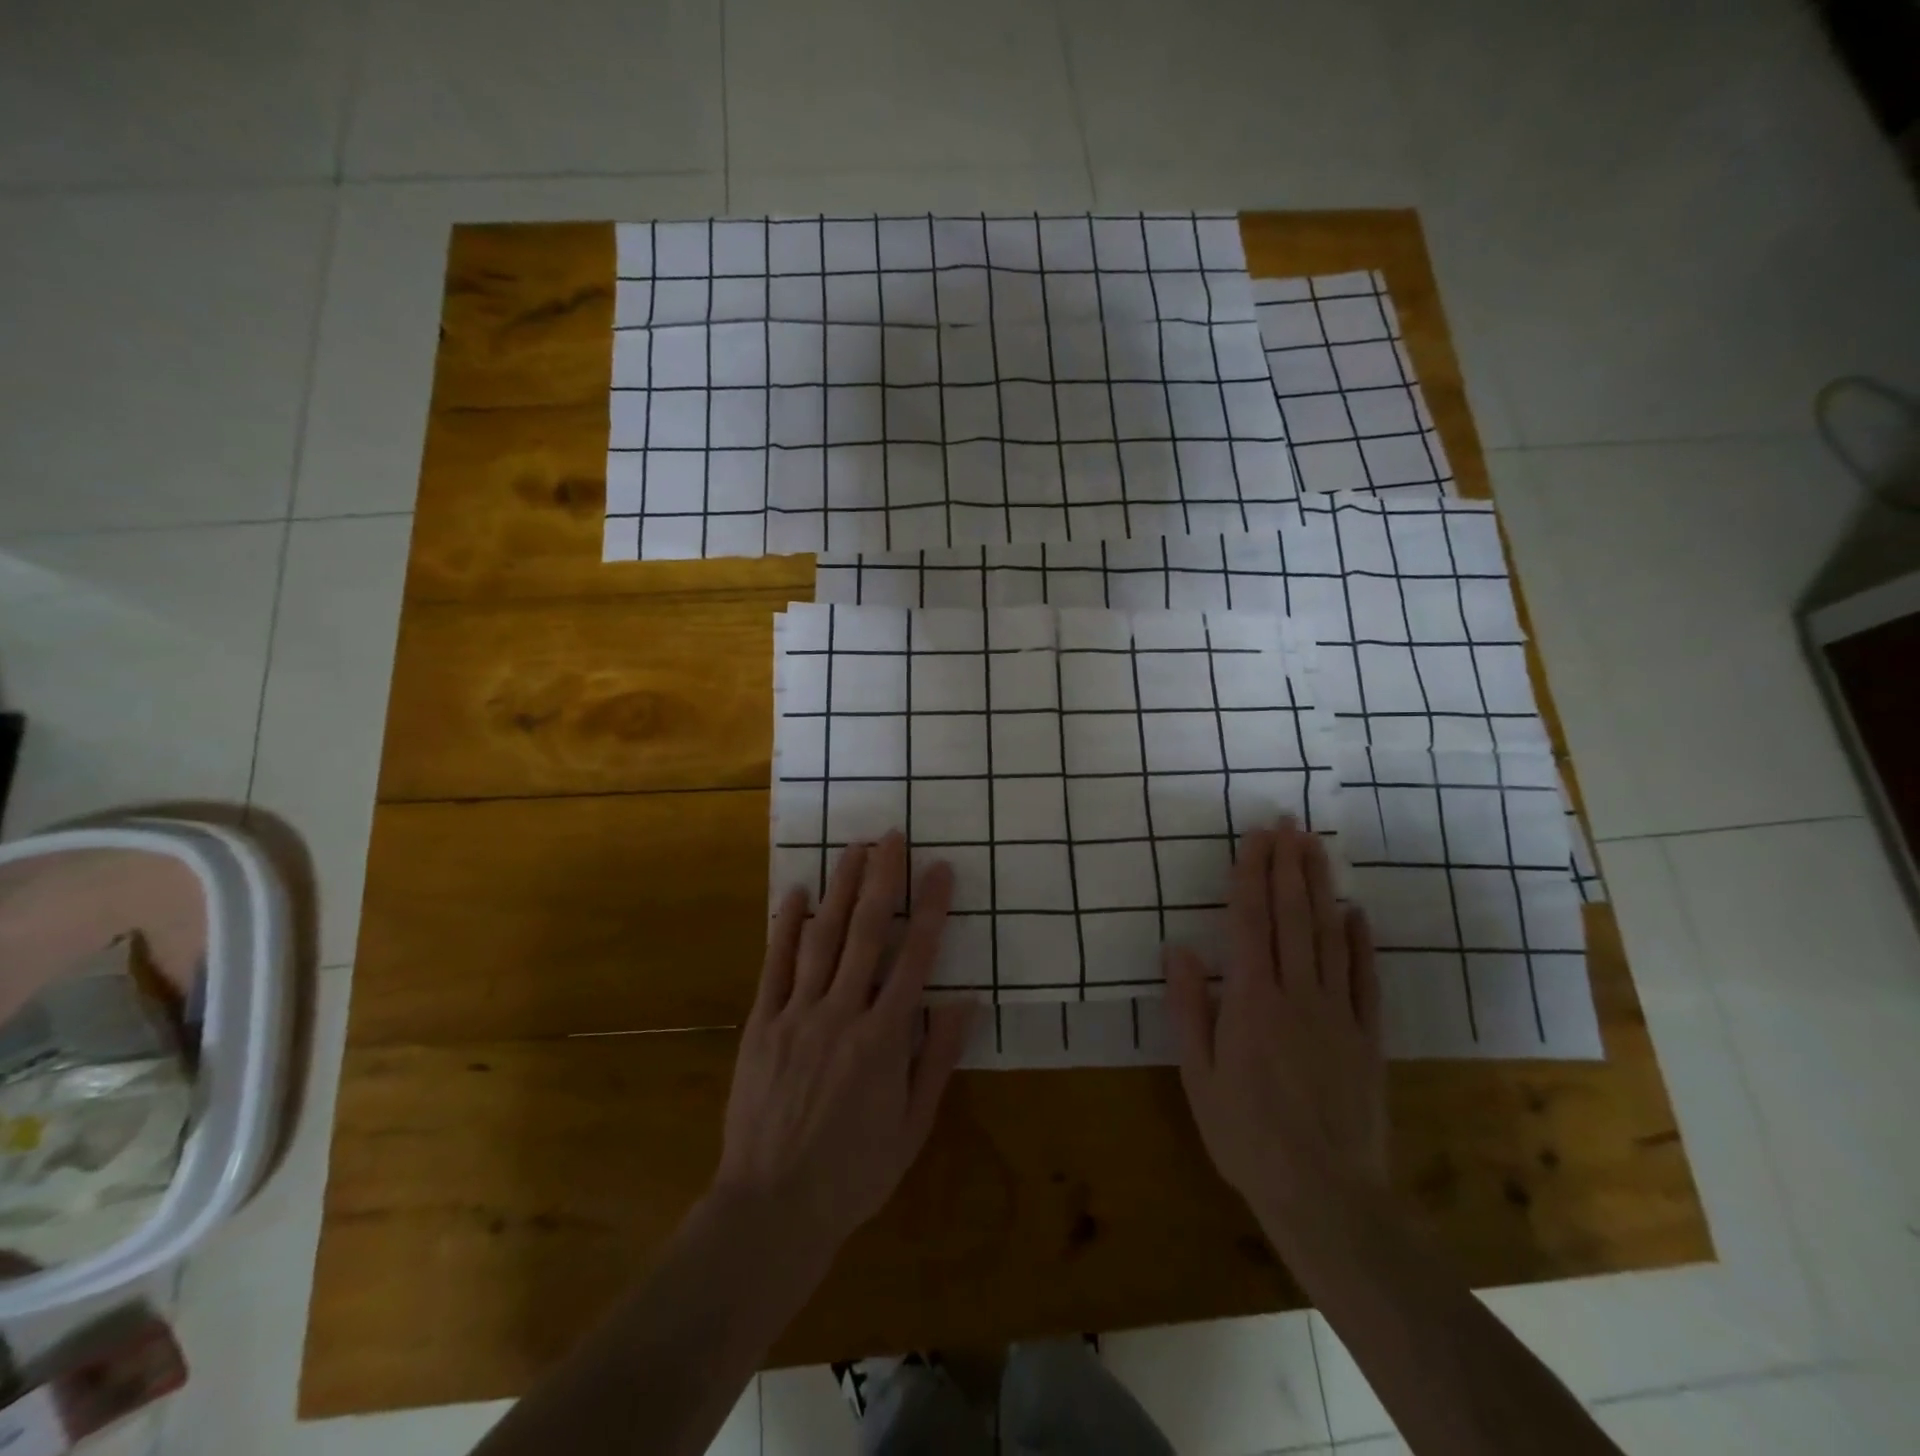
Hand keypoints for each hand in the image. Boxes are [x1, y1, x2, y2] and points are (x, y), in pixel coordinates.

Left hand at [713, 832, 974, 1259]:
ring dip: (840, 888)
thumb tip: (965, 999)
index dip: (930, 909)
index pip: (915, 959)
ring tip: (854, 848)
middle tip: (892, 836)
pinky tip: (797, 892)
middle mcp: (842, 1013)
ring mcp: (797, 1015)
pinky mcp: (762, 1024)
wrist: (771, 1208)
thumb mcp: (913, 1126)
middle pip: (866, 933)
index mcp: (884, 1039)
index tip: (940, 870)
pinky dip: (787, 925)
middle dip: (883, 879)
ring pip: (823, 938)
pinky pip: (775, 965)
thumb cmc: (853, 1173)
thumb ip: (937, 1058)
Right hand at [1162, 818, 1385, 1218]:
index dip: (1252, 874)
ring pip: (1329, 937)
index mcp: (1251, 1001)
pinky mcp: (1368, 1038)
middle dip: (1288, 866)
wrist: (1326, 1196)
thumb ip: (1189, 1008)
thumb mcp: (1198, 1075)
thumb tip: (1178, 948)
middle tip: (1289, 823)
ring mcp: (1338, 1014)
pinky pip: (1366, 980)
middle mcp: (1297, 995)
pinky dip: (1361, 943)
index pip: (1251, 922)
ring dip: (1321, 888)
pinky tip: (1356, 913)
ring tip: (1317, 848)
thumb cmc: (1246, 1135)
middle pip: (1293, 917)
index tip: (1256, 836)